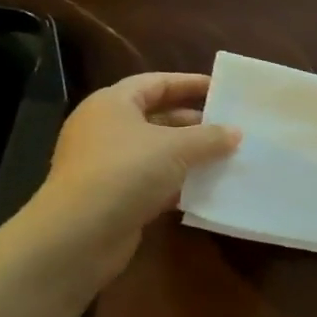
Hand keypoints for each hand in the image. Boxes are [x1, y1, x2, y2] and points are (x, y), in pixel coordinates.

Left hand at [25, 72, 240, 281]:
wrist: (80, 234)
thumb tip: (236, 132)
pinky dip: (180, 183)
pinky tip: (208, 188)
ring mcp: (109, 165)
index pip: (155, 83)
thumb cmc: (126, 172)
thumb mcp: (176, 148)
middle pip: (157, 117)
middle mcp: (106, 129)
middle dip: (195, 123)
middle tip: (231, 127)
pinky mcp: (116, 196)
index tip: (221, 88)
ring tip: (227, 157)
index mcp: (112, 104)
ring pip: (158, 152)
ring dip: (191, 155)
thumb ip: (210, 137)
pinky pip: (155, 181)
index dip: (189, 83)